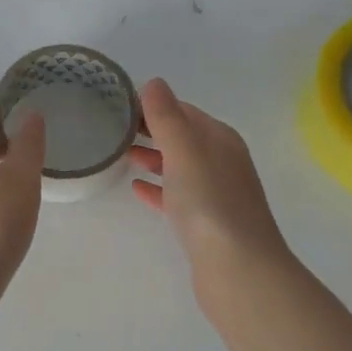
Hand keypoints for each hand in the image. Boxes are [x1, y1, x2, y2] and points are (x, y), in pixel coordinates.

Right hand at [130, 78, 291, 295]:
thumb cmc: (209, 202)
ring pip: (179, 167)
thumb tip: (154, 83)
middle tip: (113, 128)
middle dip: (152, 130)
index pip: (184, 110)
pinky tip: (137, 190)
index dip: (154, 105)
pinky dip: (158, 188)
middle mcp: (222, 162)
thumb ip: (167, 116)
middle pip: (182, 138)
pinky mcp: (206, 224)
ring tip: (121, 154)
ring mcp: (216, 194)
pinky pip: (177, 197)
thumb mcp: (184, 150)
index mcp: (220, 139)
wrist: (238, 268)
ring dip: (153, 157)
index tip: (119, 103)